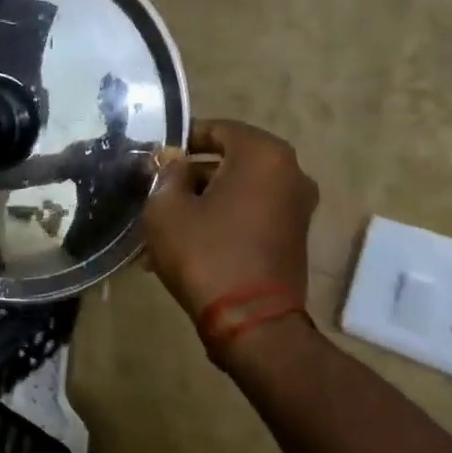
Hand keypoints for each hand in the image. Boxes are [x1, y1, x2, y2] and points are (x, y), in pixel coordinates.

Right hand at [143, 119, 318, 319]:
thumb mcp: (166, 208)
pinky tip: (186, 245)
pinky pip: (249, 215)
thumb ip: (166, 174)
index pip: (217, 129)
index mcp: (263, 155)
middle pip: (228, 161)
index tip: (155, 157)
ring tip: (164, 227)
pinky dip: (221, 221)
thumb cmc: (205, 253)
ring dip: (201, 202)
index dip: (182, 139)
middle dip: (189, 176)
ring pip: (236, 191)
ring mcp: (296, 207)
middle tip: (155, 193)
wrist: (251, 323)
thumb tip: (172, 162)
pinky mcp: (293, 237)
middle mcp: (289, 173)